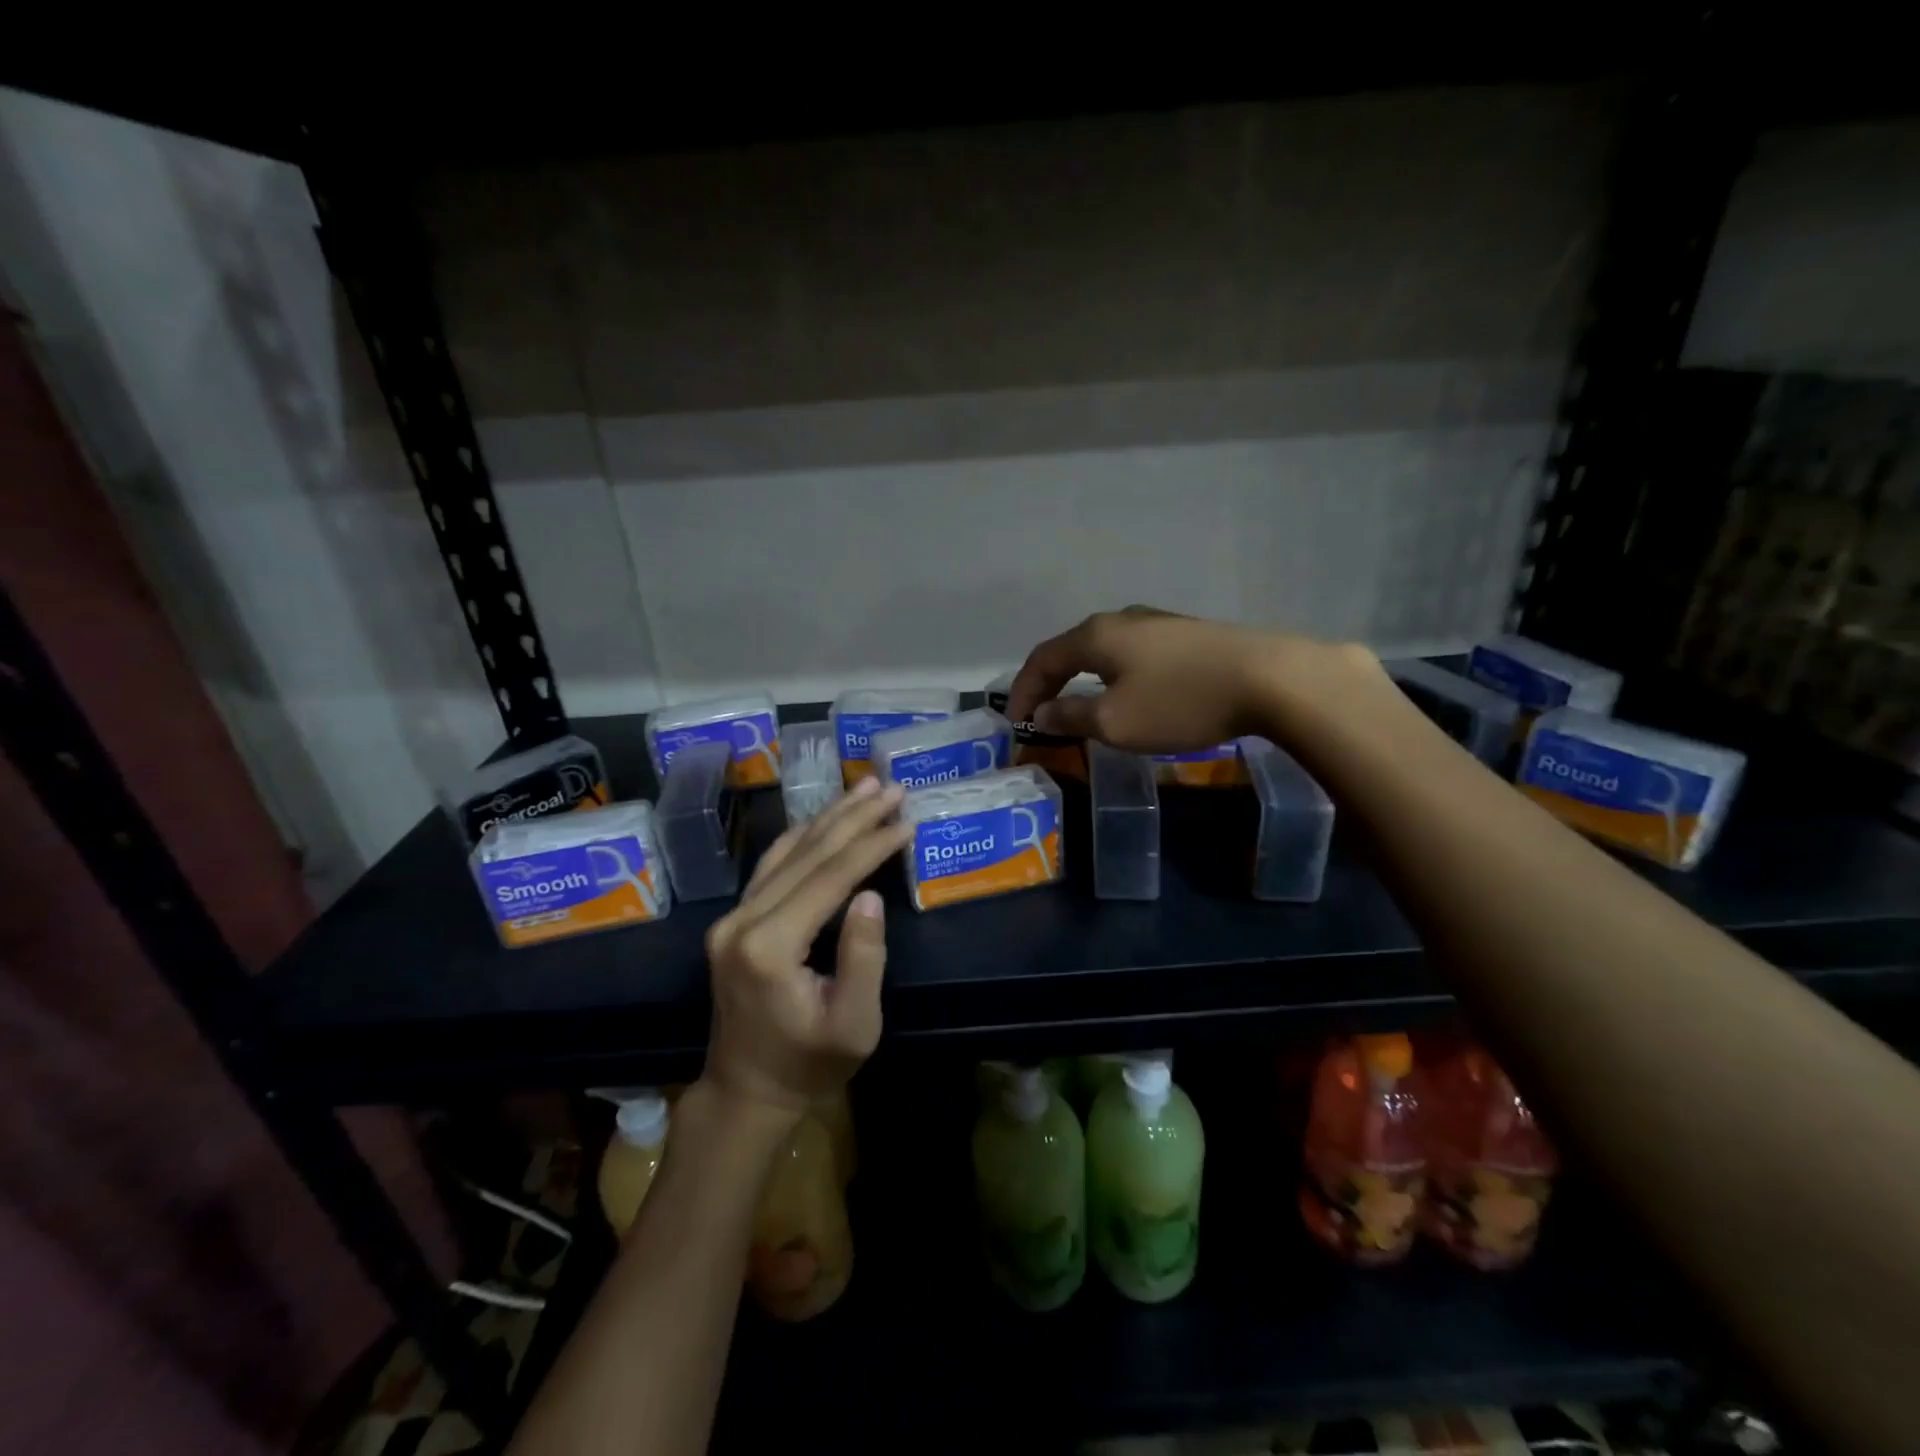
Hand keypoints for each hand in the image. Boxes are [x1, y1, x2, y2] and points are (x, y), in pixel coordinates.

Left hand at [702, 777, 911, 1117]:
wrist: (747, 1091)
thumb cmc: (809, 1064)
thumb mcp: (853, 1025)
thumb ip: (863, 958)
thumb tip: (870, 895)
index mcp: (769, 946)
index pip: (830, 877)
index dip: (872, 844)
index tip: (907, 819)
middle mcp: (742, 921)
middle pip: (807, 853)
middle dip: (854, 816)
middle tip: (891, 787)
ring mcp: (732, 918)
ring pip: (787, 851)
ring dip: (829, 817)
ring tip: (863, 786)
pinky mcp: (734, 921)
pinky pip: (772, 866)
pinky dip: (804, 837)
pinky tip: (824, 818)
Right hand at [1008, 606, 1368, 752]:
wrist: (1270, 678)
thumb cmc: (1180, 702)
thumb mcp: (1115, 721)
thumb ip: (1072, 716)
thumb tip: (1043, 713)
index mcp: (1096, 635)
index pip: (1042, 659)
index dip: (1023, 692)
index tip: (1016, 724)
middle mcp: (1122, 620)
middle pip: (1072, 649)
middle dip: (1052, 682)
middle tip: (1042, 714)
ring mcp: (1159, 623)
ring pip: (1106, 650)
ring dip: (1085, 679)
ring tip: (1082, 707)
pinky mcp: (1189, 636)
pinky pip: (1135, 655)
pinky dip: (1116, 677)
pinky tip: (1130, 695)